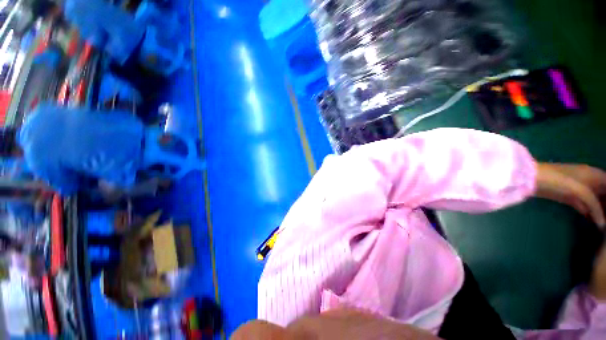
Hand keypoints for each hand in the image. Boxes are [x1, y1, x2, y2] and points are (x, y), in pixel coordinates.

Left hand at [536, 163, 605, 226]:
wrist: (532, 179)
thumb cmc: (559, 180)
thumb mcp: (581, 191)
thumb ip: (594, 206)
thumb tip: (603, 224)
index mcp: (595, 174)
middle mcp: (589, 181)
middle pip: (604, 193)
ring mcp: (578, 189)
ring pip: (595, 200)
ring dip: (601, 210)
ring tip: (605, 224)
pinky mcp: (569, 197)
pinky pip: (584, 205)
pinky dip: (590, 213)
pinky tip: (595, 222)